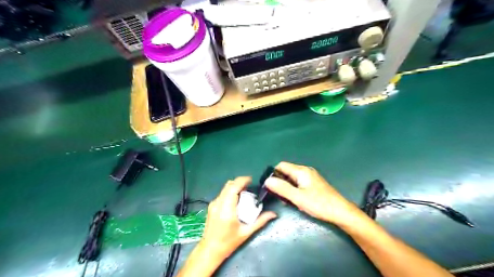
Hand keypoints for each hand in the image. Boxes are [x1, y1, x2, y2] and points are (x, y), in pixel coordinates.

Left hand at [201, 177, 276, 259]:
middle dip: (240, 182)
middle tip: (250, 187)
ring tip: (244, 193)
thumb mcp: (246, 232)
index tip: (251, 180)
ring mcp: (213, 204)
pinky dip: (230, 192)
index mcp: (227, 210)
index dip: (242, 181)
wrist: (210, 250)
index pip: (233, 188)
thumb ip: (260, 221)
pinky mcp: (211, 206)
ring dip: (235, 187)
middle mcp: (218, 204)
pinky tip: (236, 200)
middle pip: (229, 185)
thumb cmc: (228, 243)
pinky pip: (222, 193)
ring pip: (225, 188)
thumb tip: (273, 214)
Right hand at [266, 162, 361, 226]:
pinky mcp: (314, 184)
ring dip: (287, 187)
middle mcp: (306, 171)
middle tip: (278, 196)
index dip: (273, 174)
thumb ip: (282, 188)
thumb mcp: (298, 197)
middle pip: (287, 172)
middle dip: (280, 182)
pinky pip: (299, 183)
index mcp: (301, 171)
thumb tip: (267, 180)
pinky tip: (296, 200)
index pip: (281, 166)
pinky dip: (294, 190)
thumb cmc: (319, 204)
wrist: (341, 212)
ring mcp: (311, 177)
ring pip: (292, 179)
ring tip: (286, 200)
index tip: (269, 186)